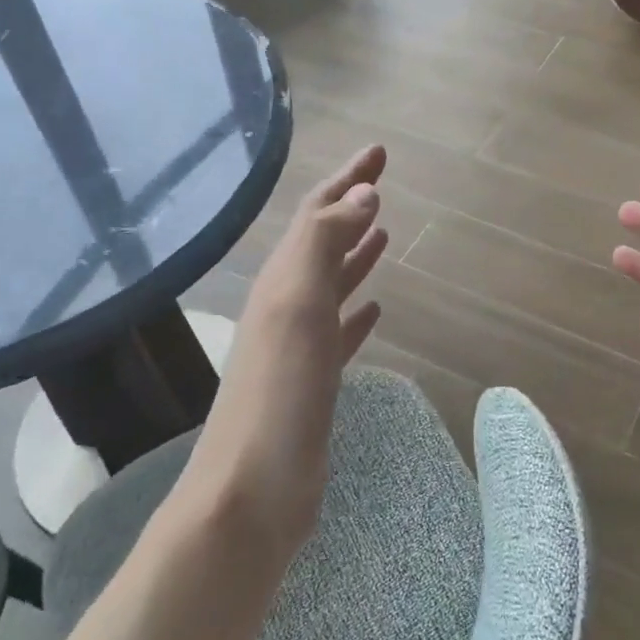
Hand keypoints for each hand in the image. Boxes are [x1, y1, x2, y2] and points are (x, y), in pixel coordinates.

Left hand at [185, 145, 388, 554]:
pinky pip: (340, 331)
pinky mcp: (313, 381)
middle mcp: (287, 303)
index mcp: (283, 279)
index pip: (316, 213)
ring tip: (385, 232)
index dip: (347, 178)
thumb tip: (363, 193)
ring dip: (356, 254)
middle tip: (384, 181)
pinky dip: (358, 311)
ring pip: (332, 284)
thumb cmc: (280, 391)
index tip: (380, 151)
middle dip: (351, 207)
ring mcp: (299, 344)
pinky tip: (377, 307)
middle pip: (323, 241)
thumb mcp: (299, 304)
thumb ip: (327, 244)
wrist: (254, 488)